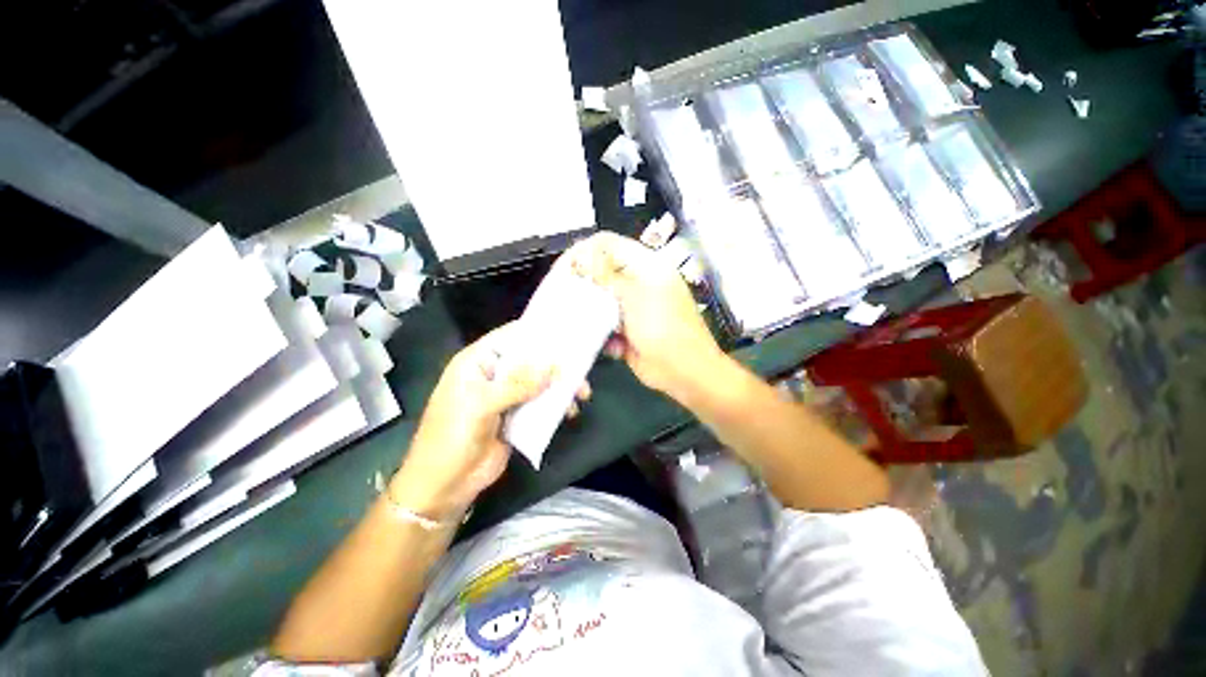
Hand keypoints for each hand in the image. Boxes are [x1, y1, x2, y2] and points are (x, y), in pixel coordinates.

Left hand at [391, 322, 588, 521]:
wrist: (445, 485)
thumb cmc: (452, 437)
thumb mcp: (481, 405)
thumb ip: (518, 384)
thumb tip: (555, 366)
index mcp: (478, 362)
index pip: (510, 336)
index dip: (537, 331)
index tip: (567, 331)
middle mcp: (495, 374)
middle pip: (531, 359)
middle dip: (557, 362)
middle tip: (582, 367)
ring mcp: (508, 396)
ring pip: (540, 382)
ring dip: (561, 386)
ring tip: (582, 393)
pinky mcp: (517, 416)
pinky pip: (541, 404)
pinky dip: (557, 405)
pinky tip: (570, 411)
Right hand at [566, 232, 724, 402]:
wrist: (684, 372)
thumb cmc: (663, 328)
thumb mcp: (635, 296)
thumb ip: (607, 275)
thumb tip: (581, 257)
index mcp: (645, 266)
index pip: (608, 244)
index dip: (584, 251)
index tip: (563, 269)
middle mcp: (637, 283)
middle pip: (601, 272)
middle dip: (582, 284)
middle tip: (562, 296)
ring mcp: (631, 308)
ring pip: (599, 301)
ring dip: (589, 312)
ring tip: (579, 321)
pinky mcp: (626, 331)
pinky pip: (604, 325)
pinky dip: (602, 334)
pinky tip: (611, 345)